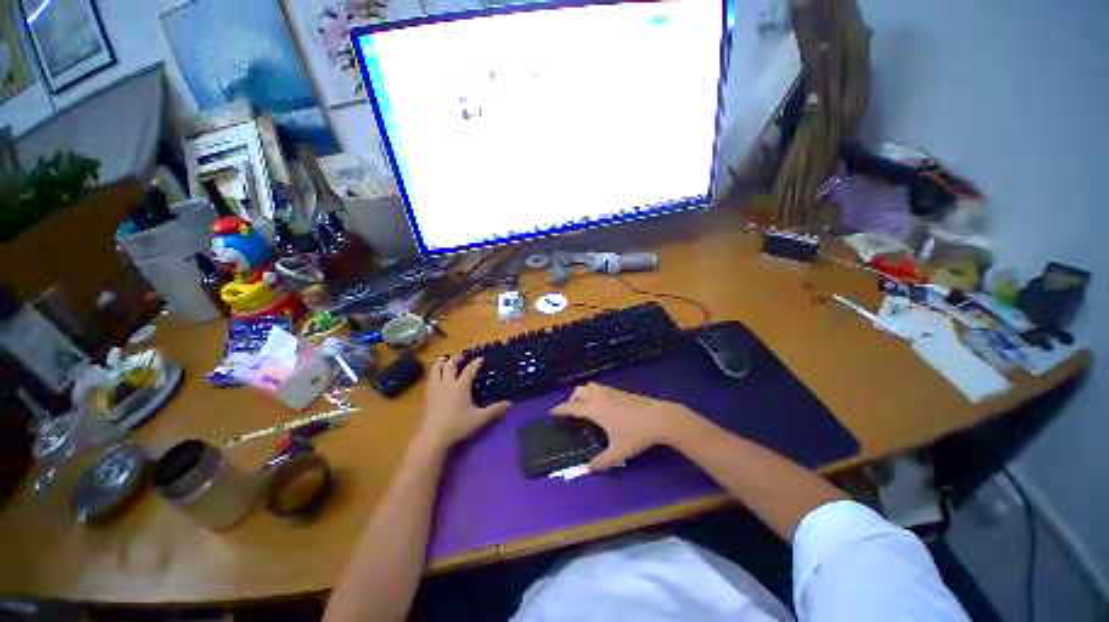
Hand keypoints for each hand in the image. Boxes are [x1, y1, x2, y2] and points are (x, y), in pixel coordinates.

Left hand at [415, 355, 511, 451]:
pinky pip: (430, 378)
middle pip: (450, 364)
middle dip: (457, 358)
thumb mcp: (480, 418)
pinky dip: (434, 372)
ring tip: (445, 359)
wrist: (432, 437)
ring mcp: (435, 388)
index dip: (476, 362)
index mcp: (461, 385)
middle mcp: (447, 382)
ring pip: (436, 368)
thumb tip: (510, 403)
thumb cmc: (457, 425)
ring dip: (442, 362)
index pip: (470, 369)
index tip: (481, 358)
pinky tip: (436, 376)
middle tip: (462, 355)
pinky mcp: (427, 396)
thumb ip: (495, 410)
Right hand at [551, 383, 694, 469]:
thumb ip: (601, 461)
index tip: (552, 412)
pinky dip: (593, 393)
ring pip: (590, 386)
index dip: (560, 409)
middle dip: (571, 399)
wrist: (658, 418)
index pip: (572, 407)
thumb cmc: (635, 434)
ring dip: (583, 393)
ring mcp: (610, 392)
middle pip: (579, 391)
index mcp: (595, 409)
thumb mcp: (618, 452)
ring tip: (585, 406)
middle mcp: (599, 397)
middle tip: (571, 411)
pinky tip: (601, 405)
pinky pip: (600, 388)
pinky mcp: (619, 391)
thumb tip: (588, 468)